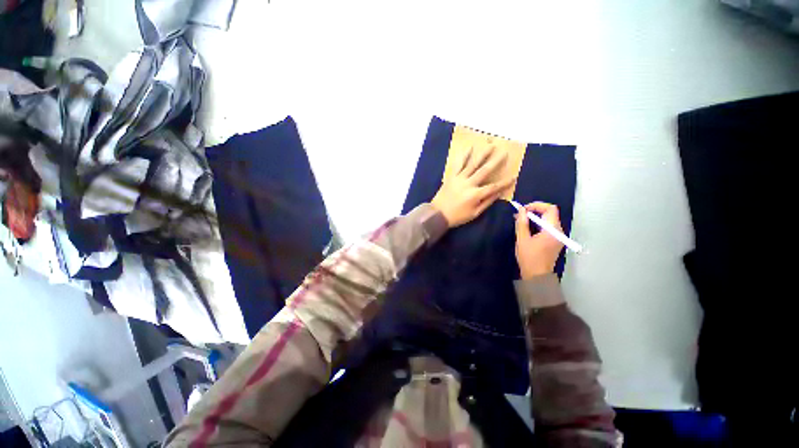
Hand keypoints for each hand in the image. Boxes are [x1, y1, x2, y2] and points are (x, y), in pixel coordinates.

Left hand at [431, 146, 513, 227]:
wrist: (437, 214)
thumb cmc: (457, 216)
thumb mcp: (474, 214)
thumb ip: (487, 202)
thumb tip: (498, 193)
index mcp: (475, 195)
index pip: (494, 187)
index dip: (505, 183)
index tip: (514, 176)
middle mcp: (469, 184)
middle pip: (485, 171)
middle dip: (496, 162)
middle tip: (505, 153)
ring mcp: (459, 179)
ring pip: (473, 164)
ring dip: (482, 154)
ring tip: (490, 145)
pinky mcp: (452, 177)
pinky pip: (459, 164)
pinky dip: (464, 156)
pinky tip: (470, 148)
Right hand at [515, 202, 563, 278]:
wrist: (537, 276)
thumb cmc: (529, 257)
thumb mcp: (522, 239)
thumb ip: (522, 223)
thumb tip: (521, 210)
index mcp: (552, 230)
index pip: (550, 209)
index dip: (537, 205)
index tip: (524, 209)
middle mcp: (559, 231)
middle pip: (550, 213)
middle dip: (535, 211)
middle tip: (520, 214)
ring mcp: (558, 236)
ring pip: (549, 220)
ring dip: (536, 217)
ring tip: (521, 220)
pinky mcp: (555, 240)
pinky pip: (548, 227)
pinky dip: (538, 224)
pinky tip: (527, 228)